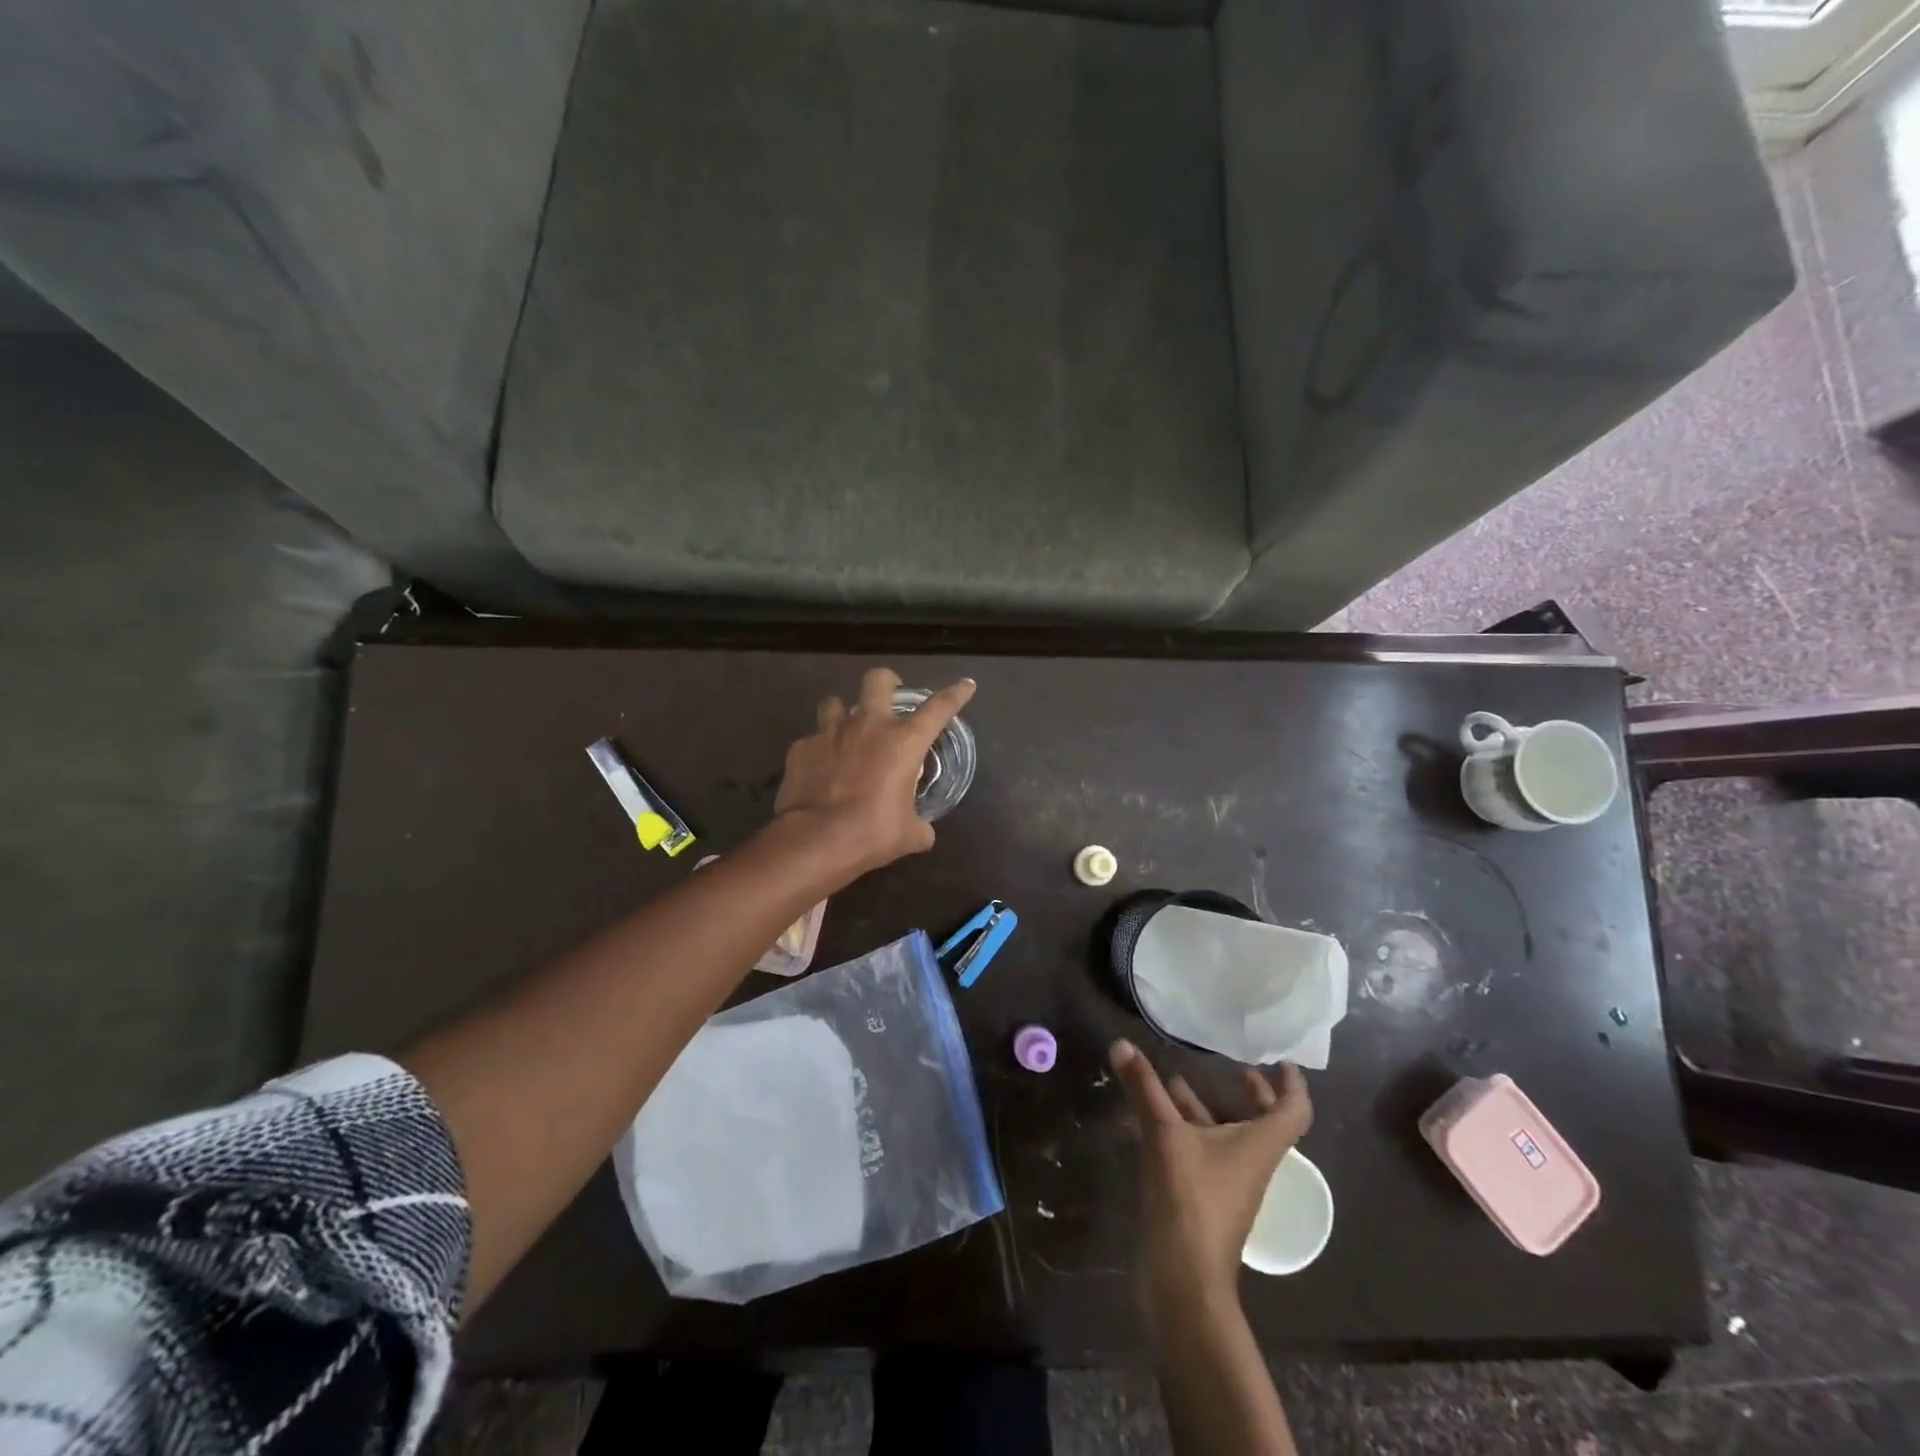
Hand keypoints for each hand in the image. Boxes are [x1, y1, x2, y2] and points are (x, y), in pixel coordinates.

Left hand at [774, 667, 974, 878]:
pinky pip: (811, 740)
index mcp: (904, 742)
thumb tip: (922, 832)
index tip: (966, 685)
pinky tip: (820, 768)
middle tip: (889, 696)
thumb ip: (920, 826)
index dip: (956, 694)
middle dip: (887, 682)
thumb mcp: (909, 835)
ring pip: (834, 702)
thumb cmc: (873, 833)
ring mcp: (830, 733)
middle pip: (878, 680)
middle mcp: (868, 726)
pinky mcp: (801, 748)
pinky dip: (818, 750)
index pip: (938, 708)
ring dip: (843, 713)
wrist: (816, 840)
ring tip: (846, 732)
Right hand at [1111, 1040, 1312, 1333]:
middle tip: (1236, 1069)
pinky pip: (1205, 1153)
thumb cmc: (1190, 1201)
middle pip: (1264, 1124)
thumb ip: (1144, 1088)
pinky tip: (1157, 1118)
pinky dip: (1188, 1130)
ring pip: (1230, 1138)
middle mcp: (1251, 1162)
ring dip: (1211, 1109)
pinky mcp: (1205, 1198)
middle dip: (1253, 1095)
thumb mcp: (1164, 1135)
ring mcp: (1229, 1184)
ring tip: (1178, 1081)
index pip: (1294, 1111)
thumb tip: (1122, 1044)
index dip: (1293, 1084)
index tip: (1282, 1061)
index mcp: (1259, 1145)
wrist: (1184, 1281)